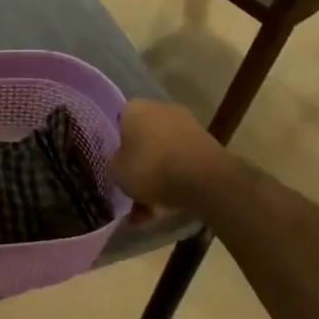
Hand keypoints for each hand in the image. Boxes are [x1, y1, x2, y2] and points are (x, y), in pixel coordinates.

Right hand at [111, 100, 228, 213]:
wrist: (204, 178)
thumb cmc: (150, 167)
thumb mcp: (116, 172)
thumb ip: (113, 164)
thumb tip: (119, 163)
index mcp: (134, 108)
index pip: (119, 124)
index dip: (116, 147)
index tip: (117, 167)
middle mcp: (160, 108)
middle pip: (143, 140)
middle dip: (139, 166)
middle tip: (133, 190)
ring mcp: (186, 124)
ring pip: (163, 154)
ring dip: (157, 178)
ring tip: (150, 210)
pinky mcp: (205, 142)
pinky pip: (181, 162)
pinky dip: (175, 180)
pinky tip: (169, 206)